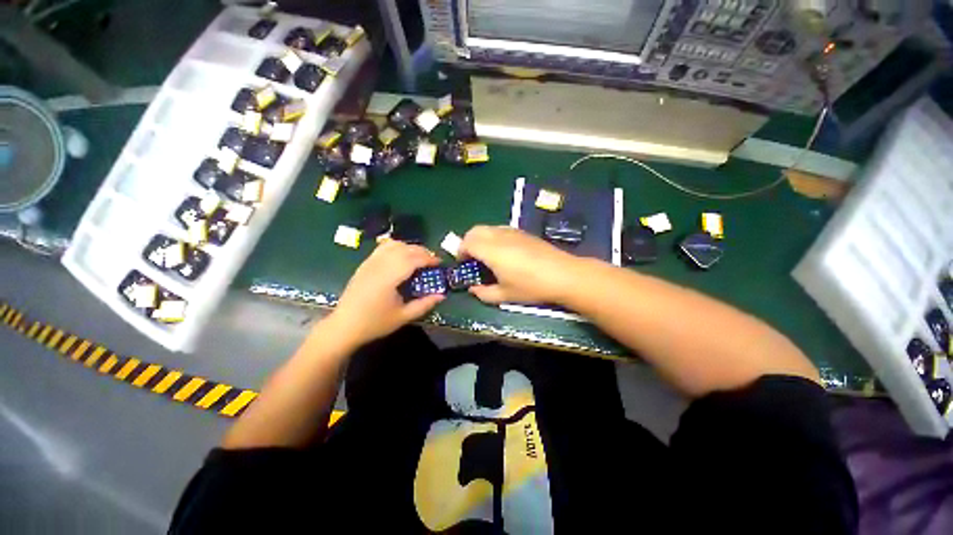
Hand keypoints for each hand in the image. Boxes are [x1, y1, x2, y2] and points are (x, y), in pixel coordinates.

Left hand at [328, 240, 444, 344]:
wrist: (344, 326)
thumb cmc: (375, 323)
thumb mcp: (403, 317)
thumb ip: (424, 304)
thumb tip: (442, 295)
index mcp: (389, 278)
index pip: (413, 259)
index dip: (429, 258)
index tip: (440, 263)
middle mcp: (379, 265)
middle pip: (405, 248)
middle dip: (422, 251)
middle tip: (433, 261)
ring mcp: (370, 262)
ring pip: (394, 244)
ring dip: (410, 247)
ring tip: (419, 257)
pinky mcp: (365, 264)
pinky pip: (383, 248)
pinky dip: (397, 247)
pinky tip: (402, 257)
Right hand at [459, 225, 581, 304]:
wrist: (563, 274)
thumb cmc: (531, 286)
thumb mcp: (505, 295)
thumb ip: (484, 293)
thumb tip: (473, 289)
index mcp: (491, 251)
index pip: (467, 242)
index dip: (461, 252)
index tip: (464, 264)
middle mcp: (499, 236)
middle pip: (475, 230)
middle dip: (468, 242)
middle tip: (472, 259)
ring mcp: (512, 232)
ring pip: (488, 228)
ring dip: (480, 238)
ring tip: (487, 255)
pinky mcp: (523, 232)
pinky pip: (500, 229)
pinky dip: (493, 236)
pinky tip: (503, 252)